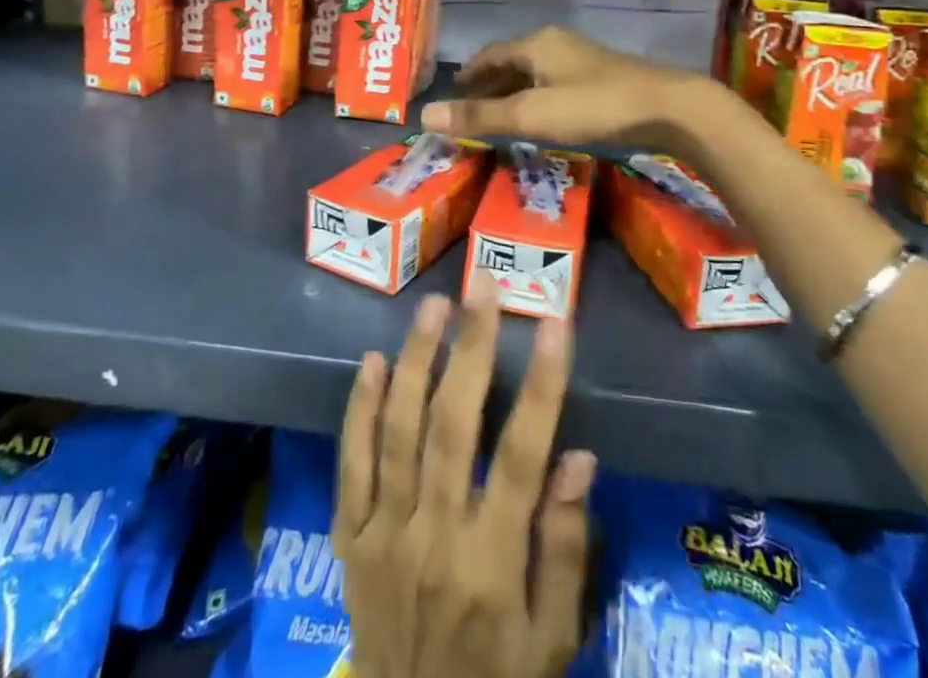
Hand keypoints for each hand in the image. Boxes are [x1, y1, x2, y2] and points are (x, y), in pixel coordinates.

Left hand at [335, 273, 594, 677]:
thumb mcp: (552, 641)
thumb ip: (565, 550)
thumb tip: (577, 458)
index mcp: (492, 564)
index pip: (522, 454)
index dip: (542, 384)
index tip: (556, 322)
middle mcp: (434, 537)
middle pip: (453, 424)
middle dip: (471, 347)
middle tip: (483, 286)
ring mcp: (384, 534)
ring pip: (398, 429)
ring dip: (417, 360)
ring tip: (433, 305)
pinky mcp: (350, 538)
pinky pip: (351, 464)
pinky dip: (359, 410)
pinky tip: (373, 361)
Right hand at [421, 25, 711, 149]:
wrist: (668, 107)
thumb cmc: (594, 106)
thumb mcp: (532, 114)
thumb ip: (480, 117)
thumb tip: (426, 115)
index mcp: (536, 44)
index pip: (490, 54)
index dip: (469, 75)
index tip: (452, 94)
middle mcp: (556, 43)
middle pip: (511, 61)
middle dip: (488, 84)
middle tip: (470, 110)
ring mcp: (581, 58)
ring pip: (535, 72)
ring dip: (513, 91)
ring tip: (500, 116)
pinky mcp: (601, 77)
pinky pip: (554, 82)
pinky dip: (536, 97)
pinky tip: (541, 116)